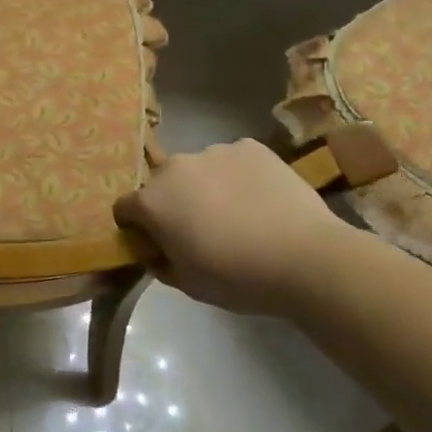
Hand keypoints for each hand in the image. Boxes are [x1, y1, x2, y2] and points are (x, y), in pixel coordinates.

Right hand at [114, 140, 353, 317]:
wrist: (306, 258)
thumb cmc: (237, 277)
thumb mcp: (188, 284)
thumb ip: (161, 263)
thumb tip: (157, 254)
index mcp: (152, 201)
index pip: (124, 208)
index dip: (136, 227)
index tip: (156, 243)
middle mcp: (175, 167)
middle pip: (162, 184)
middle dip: (172, 203)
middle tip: (200, 230)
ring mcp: (214, 151)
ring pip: (198, 170)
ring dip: (205, 187)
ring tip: (238, 214)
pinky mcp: (250, 146)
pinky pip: (233, 160)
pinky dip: (238, 176)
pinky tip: (261, 200)